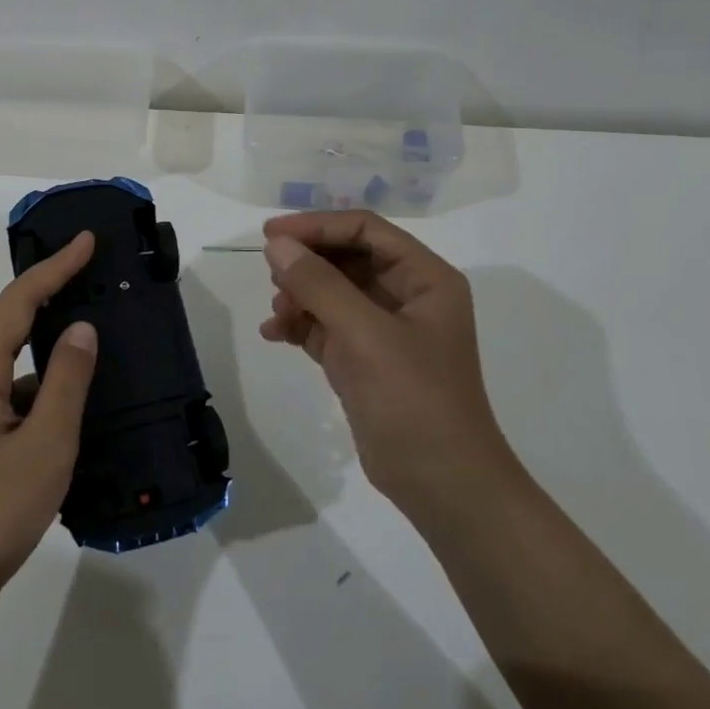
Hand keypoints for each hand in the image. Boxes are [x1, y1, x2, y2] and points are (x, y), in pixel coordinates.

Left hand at [0, 232, 99, 593]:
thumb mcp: (47, 441)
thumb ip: (67, 380)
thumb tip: (82, 327)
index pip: (19, 301)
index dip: (55, 267)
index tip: (87, 240)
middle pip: (13, 317)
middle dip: (51, 285)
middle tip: (91, 264)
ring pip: (18, 353)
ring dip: (52, 329)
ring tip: (94, 314)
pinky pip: (23, 384)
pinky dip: (51, 371)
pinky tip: (80, 383)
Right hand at [260, 211, 515, 510]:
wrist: (440, 483)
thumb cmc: (414, 399)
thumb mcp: (365, 335)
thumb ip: (319, 284)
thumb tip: (275, 244)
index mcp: (424, 278)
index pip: (365, 231)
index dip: (318, 226)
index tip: (271, 233)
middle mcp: (406, 296)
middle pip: (346, 258)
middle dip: (307, 263)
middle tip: (269, 273)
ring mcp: (383, 329)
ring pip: (332, 291)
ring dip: (300, 294)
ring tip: (277, 311)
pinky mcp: (363, 359)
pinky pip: (325, 325)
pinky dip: (299, 324)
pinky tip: (274, 333)